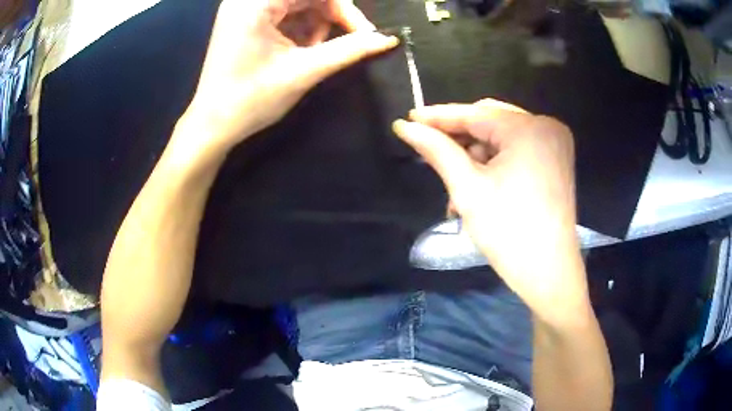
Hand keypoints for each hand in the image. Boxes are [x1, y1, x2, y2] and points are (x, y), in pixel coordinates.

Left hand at [174, 0, 397, 165]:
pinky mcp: (245, 21)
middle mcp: (246, 0)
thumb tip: (387, 39)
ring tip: (317, 50)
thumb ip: (348, 50)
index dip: (343, 8)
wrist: (212, 126)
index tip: (364, 33)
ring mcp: (244, 9)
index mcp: (254, 4)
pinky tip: (303, 48)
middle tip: (347, 41)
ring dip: (316, 23)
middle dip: (331, 15)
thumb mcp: (303, 71)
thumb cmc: (251, 100)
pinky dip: (301, 27)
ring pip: (297, 3)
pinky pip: (284, 14)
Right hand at [393, 99, 589, 324]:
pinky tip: (478, 185)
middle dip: (459, 137)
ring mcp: (555, 143)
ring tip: (455, 187)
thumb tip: (404, 126)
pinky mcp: (557, 160)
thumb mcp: (468, 188)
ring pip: (502, 137)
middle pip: (490, 121)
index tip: (408, 118)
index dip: (439, 116)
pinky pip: (517, 150)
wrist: (549, 273)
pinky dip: (495, 163)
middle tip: (427, 148)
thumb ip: (437, 150)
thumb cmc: (508, 232)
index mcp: (529, 128)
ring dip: (475, 156)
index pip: (475, 113)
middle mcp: (546, 126)